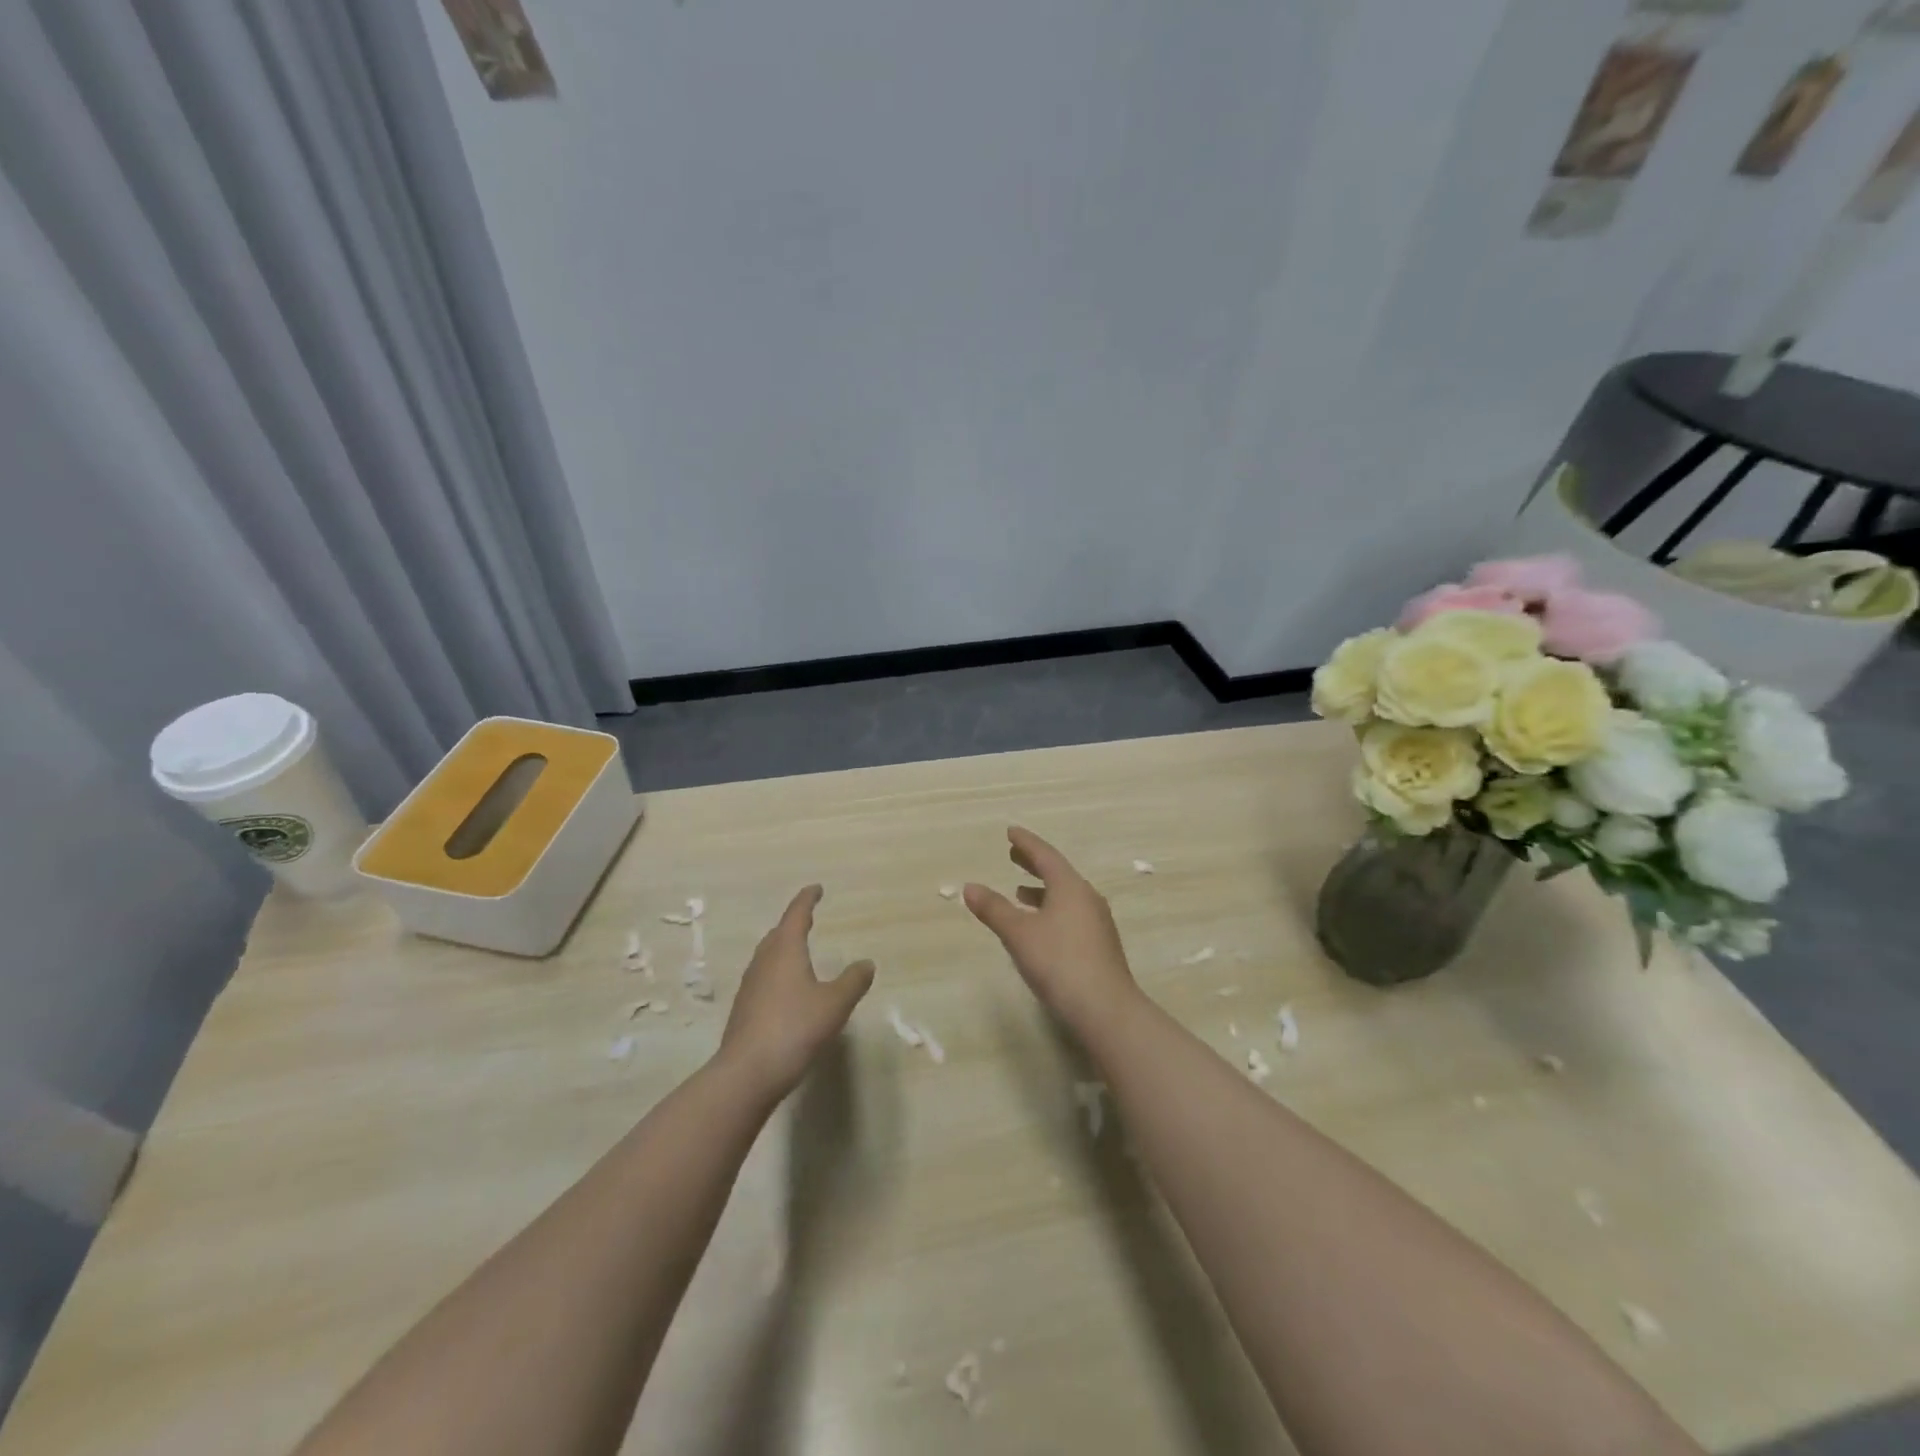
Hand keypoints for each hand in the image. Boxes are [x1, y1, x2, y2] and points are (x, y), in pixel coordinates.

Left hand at [719, 886, 873, 1100]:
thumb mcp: (834, 1004)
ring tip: (797, 952)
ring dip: (782, 948)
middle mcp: (764, 962)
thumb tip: (866, 963)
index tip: (816, 889)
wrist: (747, 1074)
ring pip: (767, 957)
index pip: (796, 916)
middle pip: (777, 934)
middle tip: (807, 918)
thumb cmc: (794, 1029)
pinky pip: (763, 979)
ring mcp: (750, 987)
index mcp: (785, 951)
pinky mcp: (744, 1011)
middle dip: (792, 924)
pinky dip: (777, 973)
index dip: (807, 900)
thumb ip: (852, 981)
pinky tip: (786, 991)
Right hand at [964, 827, 1139, 1032]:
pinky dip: (1051, 909)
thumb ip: (994, 909)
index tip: (1011, 832)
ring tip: (1020, 892)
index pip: (1045, 855)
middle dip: (1034, 863)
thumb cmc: (1058, 962)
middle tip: (1013, 855)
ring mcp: (1097, 921)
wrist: (1105, 1008)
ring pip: (1066, 895)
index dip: (1026, 843)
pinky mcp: (1099, 944)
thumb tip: (969, 887)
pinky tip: (1040, 926)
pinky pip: (1071, 914)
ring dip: (1042, 890)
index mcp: (1070, 886)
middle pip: (1058, 873)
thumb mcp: (1018, 934)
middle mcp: (1087, 897)